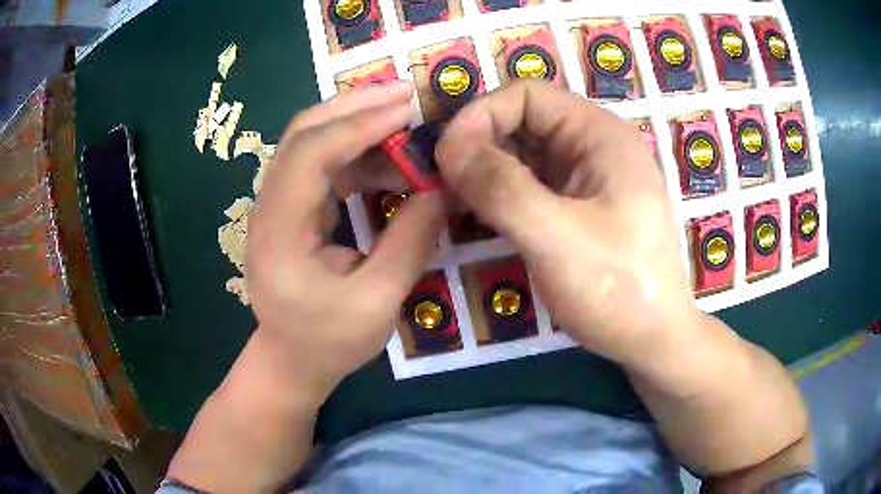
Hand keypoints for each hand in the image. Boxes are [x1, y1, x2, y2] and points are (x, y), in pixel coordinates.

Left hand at [245, 82, 444, 395]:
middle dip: (355, 107)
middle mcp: (269, 205)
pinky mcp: (292, 208)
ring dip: (357, 124)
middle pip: (303, 133)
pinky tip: (391, 158)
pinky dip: (357, 152)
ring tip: (406, 119)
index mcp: (278, 231)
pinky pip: (322, 164)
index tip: (407, 110)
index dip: (358, 125)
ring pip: (311, 142)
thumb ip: (410, 241)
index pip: (309, 154)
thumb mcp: (377, 302)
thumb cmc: (328, 342)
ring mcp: (277, 204)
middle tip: (406, 93)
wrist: (291, 360)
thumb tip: (442, 187)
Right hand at [435, 82, 697, 364]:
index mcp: (601, 135)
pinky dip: (502, 194)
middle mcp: (595, 146)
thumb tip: (447, 146)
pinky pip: (532, 185)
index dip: (482, 116)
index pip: (528, 96)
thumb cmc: (619, 290)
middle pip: (524, 121)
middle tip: (444, 184)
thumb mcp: (557, 238)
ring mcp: (588, 178)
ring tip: (455, 202)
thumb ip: (501, 188)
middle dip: (480, 144)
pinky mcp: (579, 207)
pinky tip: (481, 216)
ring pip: (524, 154)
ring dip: (486, 171)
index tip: (447, 157)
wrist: (653, 341)